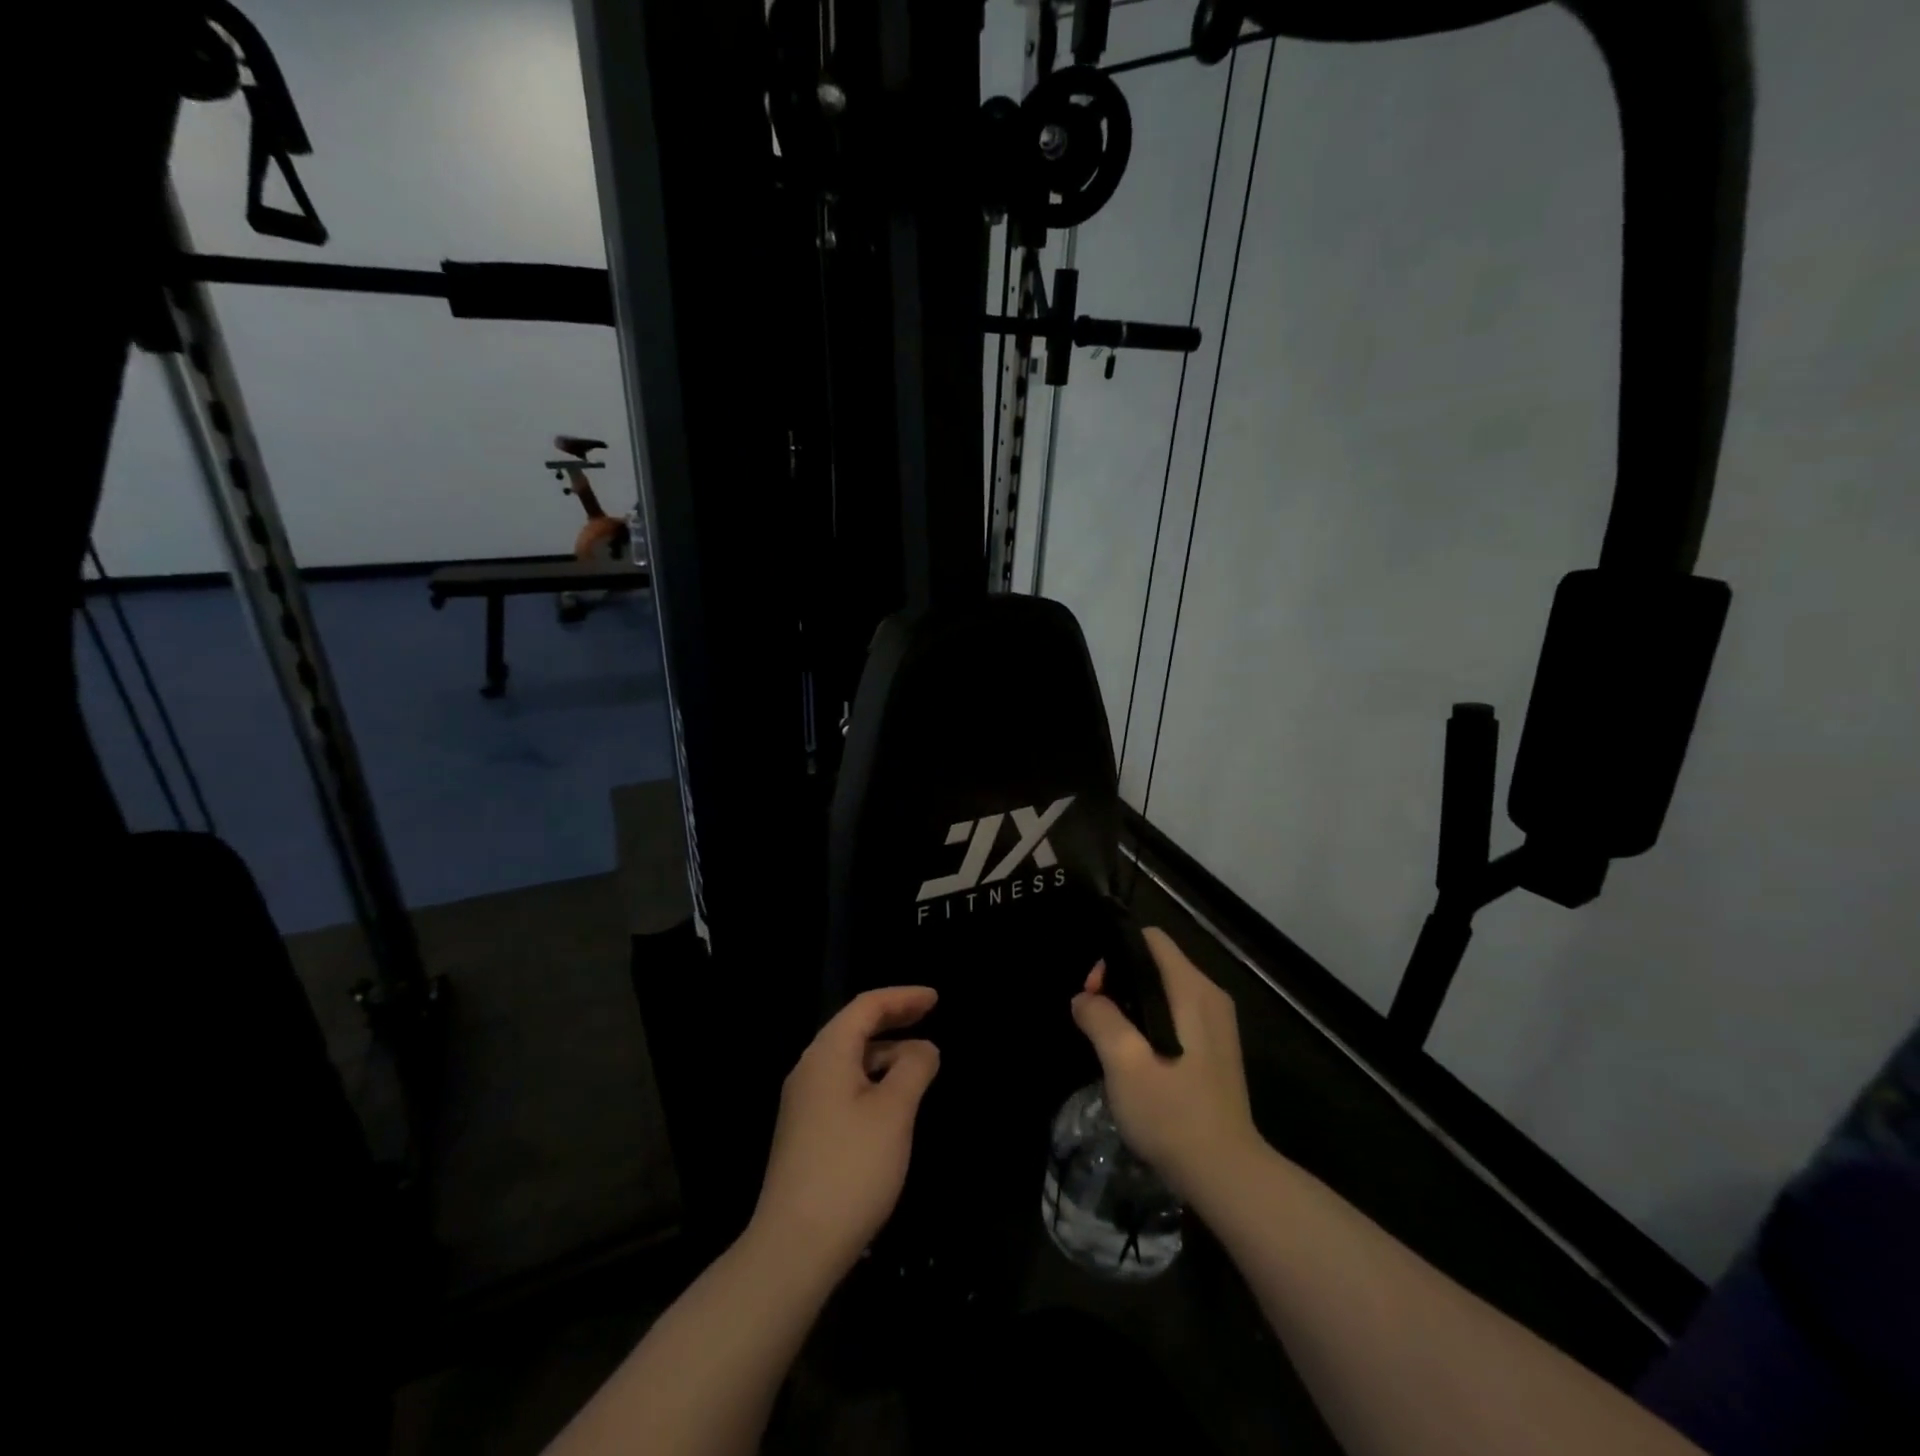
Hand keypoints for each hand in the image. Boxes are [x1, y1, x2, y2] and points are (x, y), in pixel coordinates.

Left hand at [751, 986, 941, 1278]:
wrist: (794, 1247)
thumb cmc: (850, 1169)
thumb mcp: (894, 1112)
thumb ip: (913, 1069)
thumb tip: (924, 1048)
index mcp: (827, 1054)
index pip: (866, 1007)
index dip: (902, 997)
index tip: (935, 999)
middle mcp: (810, 1070)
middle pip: (854, 1028)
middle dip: (893, 1019)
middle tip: (930, 1015)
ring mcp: (804, 1103)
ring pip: (849, 1060)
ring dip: (885, 1052)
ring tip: (921, 1061)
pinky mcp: (806, 1132)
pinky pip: (844, 1086)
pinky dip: (873, 1079)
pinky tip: (893, 1100)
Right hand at [1071, 927, 1257, 1202]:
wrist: (1227, 1175)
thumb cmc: (1173, 1114)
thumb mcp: (1124, 1063)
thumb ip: (1100, 1019)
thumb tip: (1084, 998)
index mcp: (1192, 989)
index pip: (1149, 939)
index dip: (1115, 955)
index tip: (1095, 993)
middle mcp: (1209, 995)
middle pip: (1154, 962)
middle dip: (1119, 982)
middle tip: (1095, 1021)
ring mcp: (1216, 1023)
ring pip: (1162, 990)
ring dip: (1131, 1006)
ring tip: (1110, 1042)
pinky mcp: (1215, 1048)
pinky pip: (1174, 1014)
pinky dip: (1149, 1023)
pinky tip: (1136, 1059)